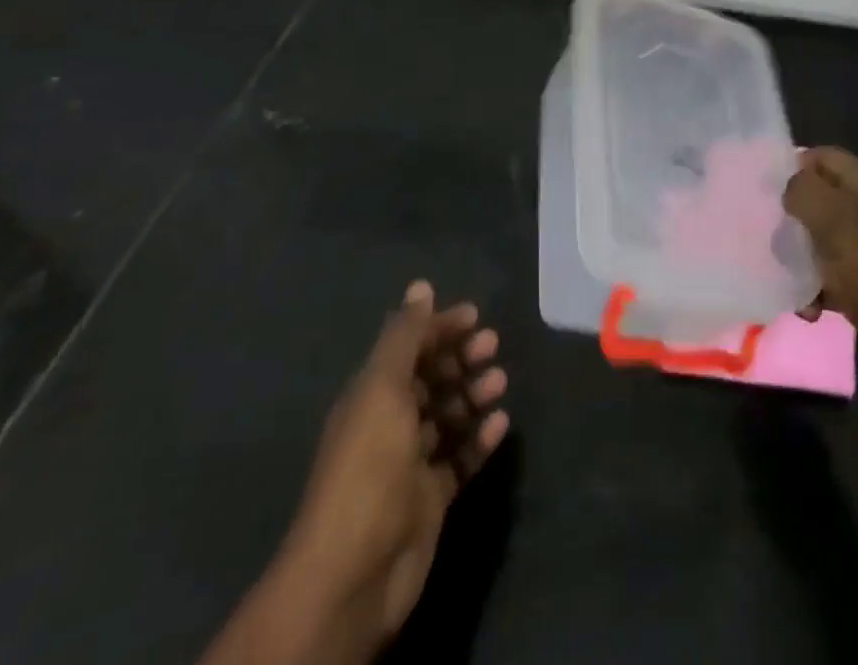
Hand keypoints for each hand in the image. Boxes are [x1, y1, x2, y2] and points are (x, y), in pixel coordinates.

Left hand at [206, 281, 508, 664]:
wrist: (355, 570)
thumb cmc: (369, 464)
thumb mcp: (383, 388)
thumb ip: (405, 336)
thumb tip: (421, 286)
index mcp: (371, 394)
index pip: (408, 348)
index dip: (439, 328)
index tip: (475, 315)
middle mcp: (389, 423)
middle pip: (430, 379)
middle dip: (461, 358)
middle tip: (493, 347)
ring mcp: (409, 463)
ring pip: (447, 416)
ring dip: (473, 395)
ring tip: (500, 383)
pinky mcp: (431, 498)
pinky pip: (460, 458)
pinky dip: (480, 439)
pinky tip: (502, 424)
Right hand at [784, 148, 857, 410]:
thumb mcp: (842, 229)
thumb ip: (808, 194)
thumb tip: (787, 185)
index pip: (821, 157)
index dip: (791, 167)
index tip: (762, 193)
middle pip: (816, 198)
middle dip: (789, 218)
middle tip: (771, 239)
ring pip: (817, 238)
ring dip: (798, 259)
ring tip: (786, 280)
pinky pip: (828, 274)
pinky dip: (813, 288)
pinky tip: (808, 309)